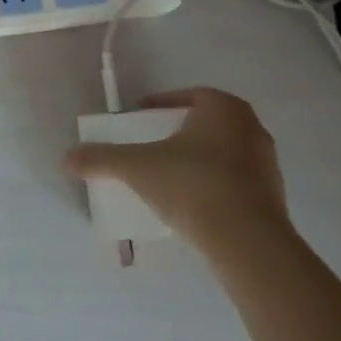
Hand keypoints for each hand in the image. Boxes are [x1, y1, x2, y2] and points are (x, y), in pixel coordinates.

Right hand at [65, 87, 291, 265]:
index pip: (187, 96)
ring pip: (224, 152)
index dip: (161, 105)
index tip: (141, 119)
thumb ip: (102, 159)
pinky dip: (215, 184)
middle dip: (180, 132)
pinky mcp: (275, 197)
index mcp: (223, 107)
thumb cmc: (193, 185)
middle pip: (206, 123)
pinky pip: (237, 180)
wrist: (249, 243)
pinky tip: (194, 203)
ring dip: (199, 159)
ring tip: (171, 177)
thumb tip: (66, 158)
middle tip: (154, 146)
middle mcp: (251, 127)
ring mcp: (268, 163)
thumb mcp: (138, 168)